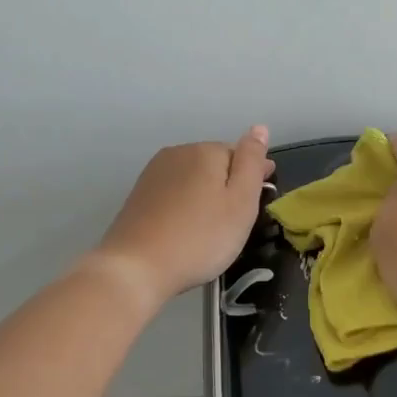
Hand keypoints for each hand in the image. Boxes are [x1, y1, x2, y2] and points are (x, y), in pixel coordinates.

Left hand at [88, 127, 273, 309]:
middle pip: (214, 165)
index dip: (253, 178)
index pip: (240, 154)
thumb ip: (251, 162)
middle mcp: (177, 153)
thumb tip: (260, 128)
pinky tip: (185, 229)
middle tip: (235, 223)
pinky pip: (174, 193)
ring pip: (193, 179)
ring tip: (210, 229)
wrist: (137, 268)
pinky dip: (185, 206)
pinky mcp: (139, 195)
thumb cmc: (200, 237)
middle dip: (228, 186)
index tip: (257, 204)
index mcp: (205, 151)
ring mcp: (154, 174)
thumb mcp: (241, 202)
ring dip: (205, 195)